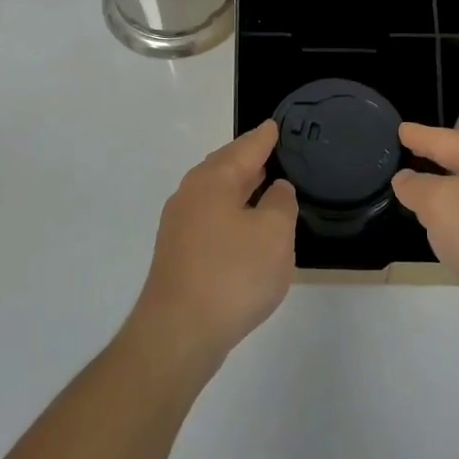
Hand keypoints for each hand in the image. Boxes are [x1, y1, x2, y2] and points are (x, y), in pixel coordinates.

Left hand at [128, 120, 296, 376]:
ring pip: (215, 192)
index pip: (245, 148)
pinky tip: (243, 227)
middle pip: (224, 166)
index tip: (274, 125)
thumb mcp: (274, 234)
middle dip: (247, 158)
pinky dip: (229, 212)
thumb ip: (280, 204)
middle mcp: (191, 194)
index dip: (264, 138)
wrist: (177, 333)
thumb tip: (276, 188)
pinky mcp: (177, 253)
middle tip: (270, 151)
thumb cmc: (232, 275)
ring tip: (261, 183)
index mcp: (214, 180)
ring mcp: (179, 224)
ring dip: (238, 187)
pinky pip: (209, 217)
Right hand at [393, 122, 458, 355]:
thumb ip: (417, 188)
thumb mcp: (441, 205)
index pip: (444, 138)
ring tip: (426, 199)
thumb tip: (406, 179)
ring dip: (451, 195)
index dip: (419, 136)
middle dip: (437, 160)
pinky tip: (457, 238)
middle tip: (410, 156)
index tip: (399, 129)